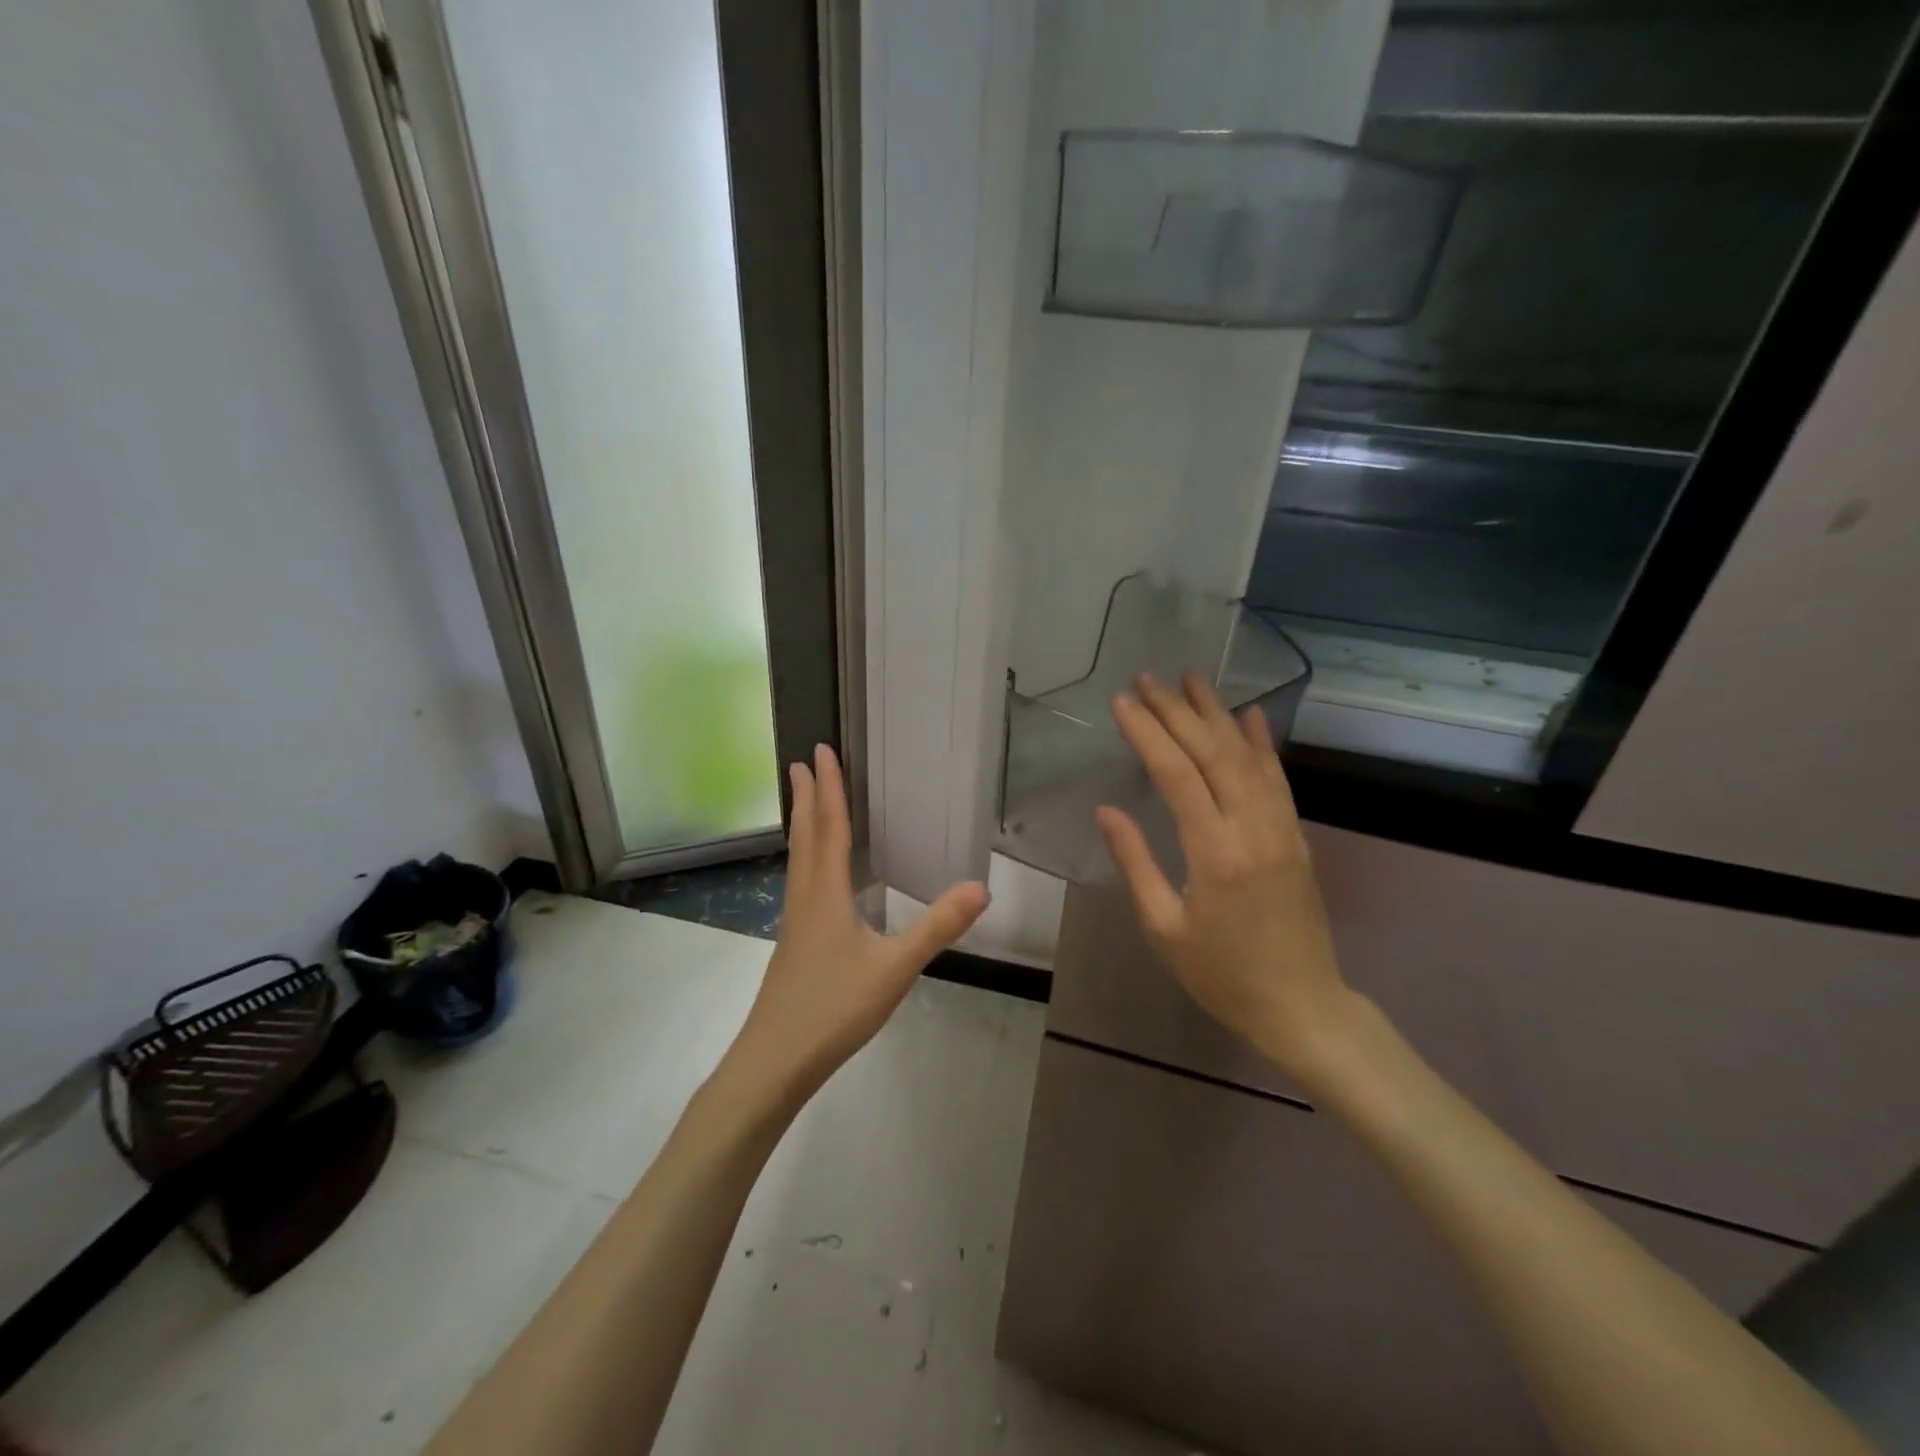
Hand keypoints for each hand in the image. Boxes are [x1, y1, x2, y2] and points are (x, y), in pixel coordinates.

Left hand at [722, 745, 989, 1108]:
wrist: (775, 1060)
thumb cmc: (834, 1008)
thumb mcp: (895, 967)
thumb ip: (938, 926)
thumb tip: (981, 886)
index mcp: (826, 892)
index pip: (829, 826)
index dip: (827, 787)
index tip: (820, 751)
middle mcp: (805, 896)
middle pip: (805, 835)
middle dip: (806, 796)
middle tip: (801, 762)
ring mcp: (795, 920)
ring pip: (798, 858)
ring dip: (802, 823)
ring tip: (803, 801)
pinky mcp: (794, 942)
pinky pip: (800, 880)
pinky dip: (806, 855)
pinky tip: (815, 874)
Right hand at [1097, 673, 1356, 1082]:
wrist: (1301, 1006)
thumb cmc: (1221, 974)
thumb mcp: (1164, 927)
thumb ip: (1135, 862)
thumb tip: (1106, 810)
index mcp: (1215, 853)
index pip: (1177, 774)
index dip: (1147, 733)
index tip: (1122, 701)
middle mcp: (1253, 828)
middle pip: (1213, 752)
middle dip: (1177, 710)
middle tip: (1148, 678)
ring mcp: (1281, 828)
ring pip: (1247, 756)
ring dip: (1217, 713)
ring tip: (1190, 678)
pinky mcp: (1296, 835)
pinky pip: (1278, 777)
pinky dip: (1261, 742)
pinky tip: (1249, 714)